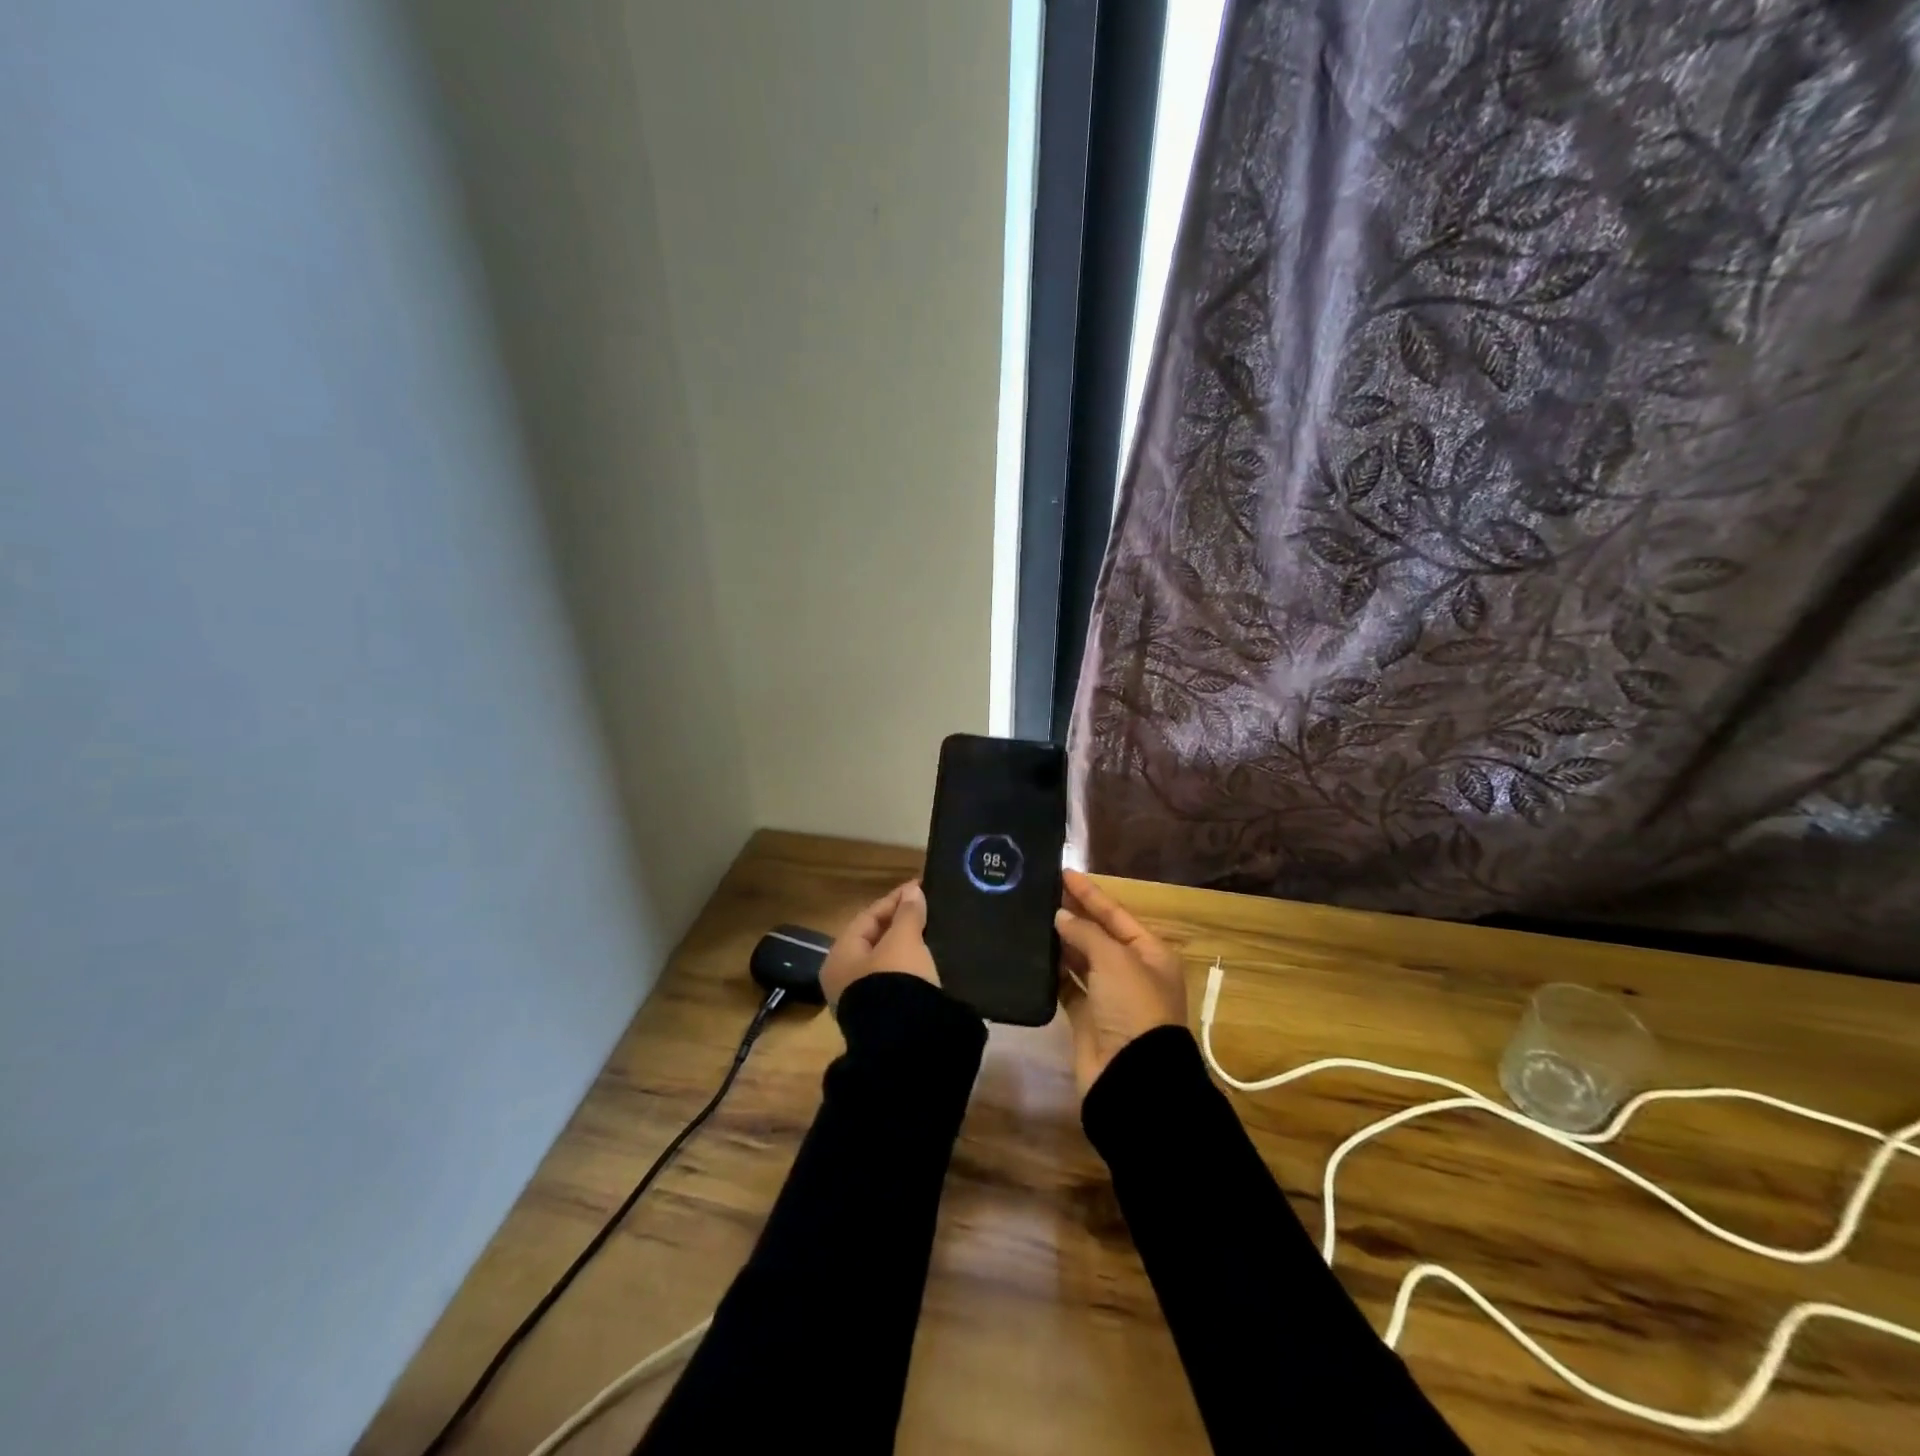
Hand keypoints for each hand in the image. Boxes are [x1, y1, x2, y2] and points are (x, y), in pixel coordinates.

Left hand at [819, 881, 939, 1006]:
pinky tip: (929, 959)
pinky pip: (896, 980)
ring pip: (886, 961)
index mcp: (840, 956)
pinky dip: (910, 966)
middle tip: (926, 907)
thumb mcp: (904, 941)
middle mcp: (844, 977)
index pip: (867, 917)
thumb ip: (908, 914)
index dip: (894, 900)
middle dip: (900, 922)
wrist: (905, 1042)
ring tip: (932, 931)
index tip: (919, 887)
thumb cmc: (896, 980)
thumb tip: (912, 892)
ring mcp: (862, 1000)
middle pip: (874, 939)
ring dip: (906, 945)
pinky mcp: (883, 1017)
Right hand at [1055, 869, 1186, 1099]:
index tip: (1063, 872)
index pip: (1115, 913)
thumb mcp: (1115, 960)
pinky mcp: (1088, 1018)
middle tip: (1040, 893)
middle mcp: (1131, 970)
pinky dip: (1053, 972)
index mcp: (1150, 952)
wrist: (1133, 1076)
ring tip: (1031, 918)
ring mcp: (1109, 996)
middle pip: (1098, 934)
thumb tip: (1060, 917)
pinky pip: (1068, 986)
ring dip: (1061, 941)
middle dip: (1073, 914)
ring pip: (1081, 959)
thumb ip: (1086, 933)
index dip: (1089, 893)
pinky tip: (1032, 956)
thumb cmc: (1134, 1007)